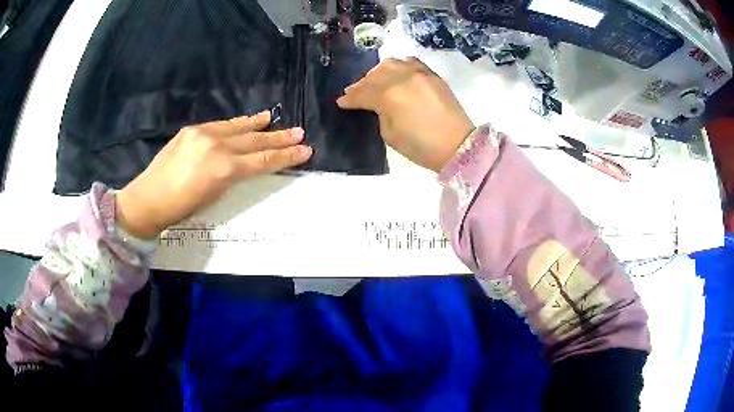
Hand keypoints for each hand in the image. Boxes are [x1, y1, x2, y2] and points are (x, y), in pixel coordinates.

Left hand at [116, 112, 311, 238]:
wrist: (148, 199)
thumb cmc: (181, 209)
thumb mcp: (214, 197)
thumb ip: (232, 177)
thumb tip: (244, 165)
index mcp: (225, 169)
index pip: (263, 160)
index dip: (286, 156)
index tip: (305, 150)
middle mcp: (217, 146)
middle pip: (255, 140)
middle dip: (279, 138)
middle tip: (299, 132)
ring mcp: (204, 134)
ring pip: (239, 127)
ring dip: (259, 125)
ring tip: (274, 120)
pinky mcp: (192, 130)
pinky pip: (221, 125)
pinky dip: (236, 123)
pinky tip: (245, 121)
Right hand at [337, 57, 473, 172]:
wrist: (458, 146)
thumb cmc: (422, 147)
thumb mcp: (390, 135)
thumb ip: (379, 113)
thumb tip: (376, 104)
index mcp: (390, 96)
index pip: (363, 93)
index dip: (350, 98)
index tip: (341, 102)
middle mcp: (403, 78)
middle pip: (374, 76)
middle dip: (361, 84)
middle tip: (354, 93)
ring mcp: (420, 73)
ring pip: (391, 64)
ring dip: (378, 72)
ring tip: (374, 82)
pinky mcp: (432, 74)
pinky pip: (411, 62)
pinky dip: (399, 66)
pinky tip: (396, 74)